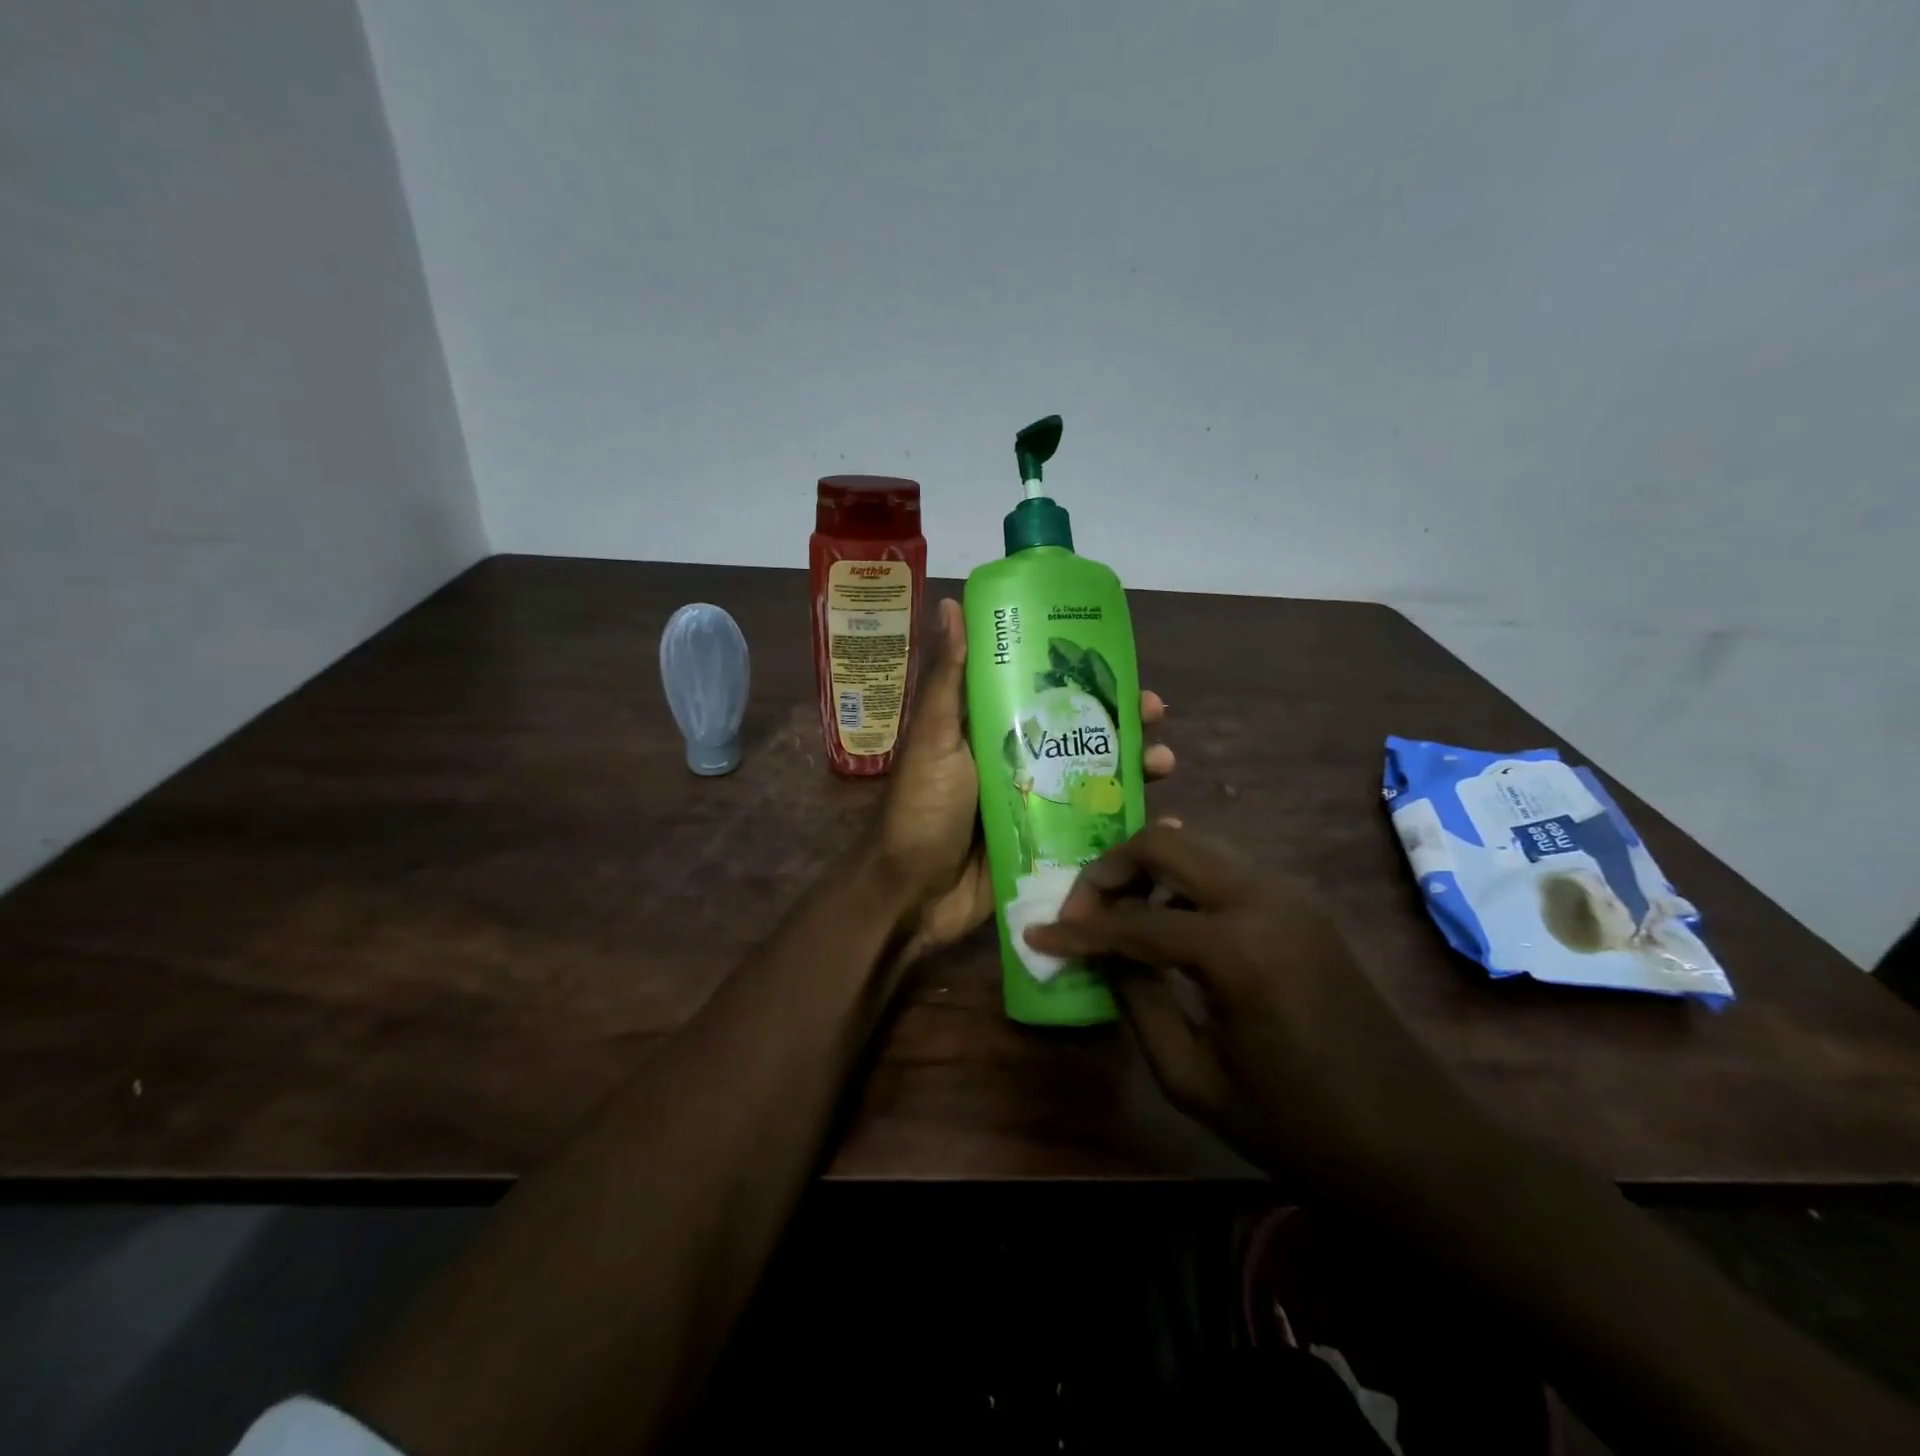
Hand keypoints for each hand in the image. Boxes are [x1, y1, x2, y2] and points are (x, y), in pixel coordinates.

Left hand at [879, 598, 1174, 957]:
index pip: (1046, 692)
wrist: (912, 896)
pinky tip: (1162, 819)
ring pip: (1095, 776)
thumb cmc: (921, 810)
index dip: (1084, 677)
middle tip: (1156, 715)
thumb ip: (947, 680)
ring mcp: (1037, 804)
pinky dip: (1129, 821)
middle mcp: (1019, 761)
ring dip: (1133, 766)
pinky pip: (1096, 827)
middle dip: (1122, 721)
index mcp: (992, 729)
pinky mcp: (1049, 845)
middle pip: (1081, 732)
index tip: (1122, 664)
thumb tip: (951, 603)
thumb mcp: (933, 739)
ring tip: (1164, 763)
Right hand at [1023, 825, 1489, 1198]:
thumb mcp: (1195, 1080)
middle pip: (1166, 843)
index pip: (1133, 921)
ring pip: (1198, 846)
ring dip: (1150, 869)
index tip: (1037, 935)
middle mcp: (1264, 898)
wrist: (1419, 1146)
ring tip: (1120, 916)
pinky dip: (1186, 880)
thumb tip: (1103, 955)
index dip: (1078, 930)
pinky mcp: (1304, 904)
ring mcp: (1291, 894)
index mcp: (1238, 949)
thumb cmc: (1300, 1130)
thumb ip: (1138, 1003)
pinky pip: (1227, 869)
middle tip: (1082, 913)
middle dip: (1111, 870)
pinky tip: (1171, 920)